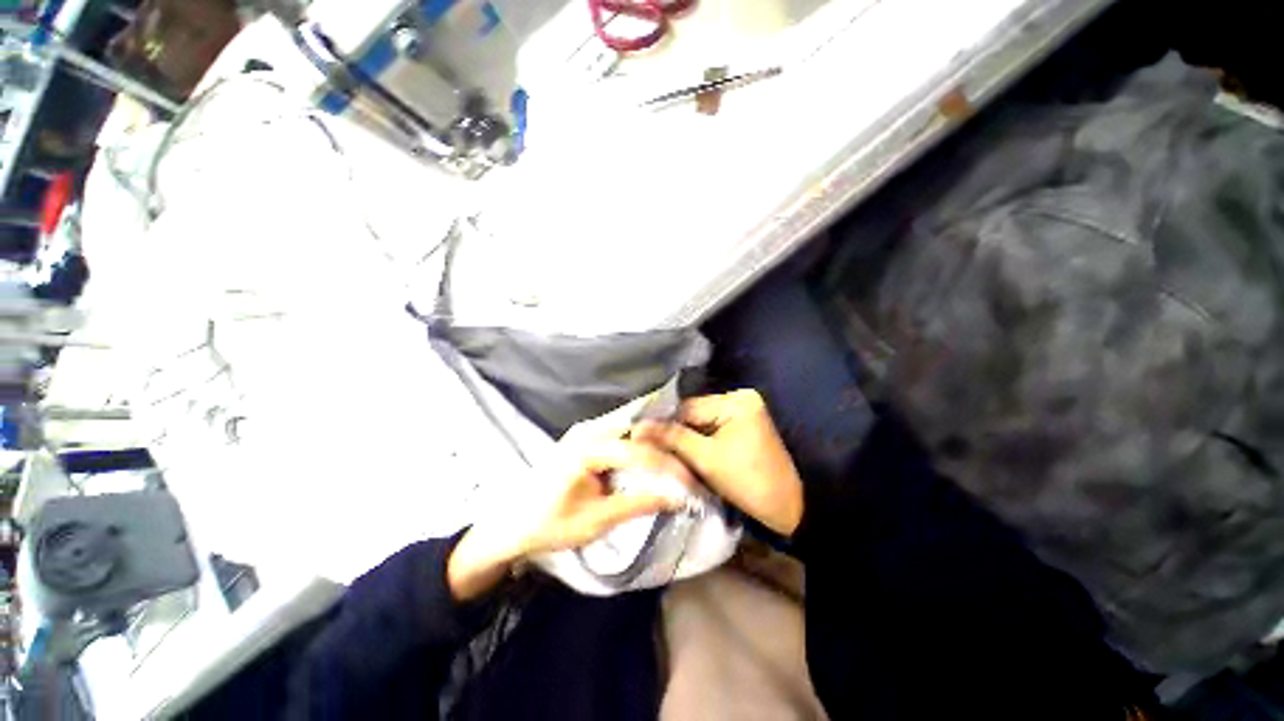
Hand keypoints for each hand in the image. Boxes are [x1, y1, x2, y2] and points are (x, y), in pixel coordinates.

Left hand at [449, 404, 691, 600]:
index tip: (692, 482)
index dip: (668, 466)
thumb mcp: (596, 520)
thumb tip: (677, 498)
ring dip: (655, 443)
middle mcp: (588, 430)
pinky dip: (641, 443)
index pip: (638, 451)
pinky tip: (655, 454)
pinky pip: (621, 433)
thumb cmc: (550, 525)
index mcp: (587, 448)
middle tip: (690, 464)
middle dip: (666, 446)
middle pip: (638, 430)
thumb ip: (638, 504)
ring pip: (631, 428)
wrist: (512, 523)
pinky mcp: (587, 436)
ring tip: (679, 459)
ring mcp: (586, 430)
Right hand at [634, 390, 803, 536]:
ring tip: (663, 450)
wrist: (788, 509)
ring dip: (685, 437)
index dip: (663, 422)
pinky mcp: (744, 426)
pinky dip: (699, 441)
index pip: (688, 408)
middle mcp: (741, 398)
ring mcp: (744, 412)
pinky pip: (713, 430)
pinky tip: (685, 452)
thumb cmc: (747, 482)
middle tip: (648, 445)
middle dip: (675, 431)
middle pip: (695, 414)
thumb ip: (671, 438)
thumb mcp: (705, 459)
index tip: (638, 434)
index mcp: (736, 401)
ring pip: (701, 423)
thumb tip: (638, 427)